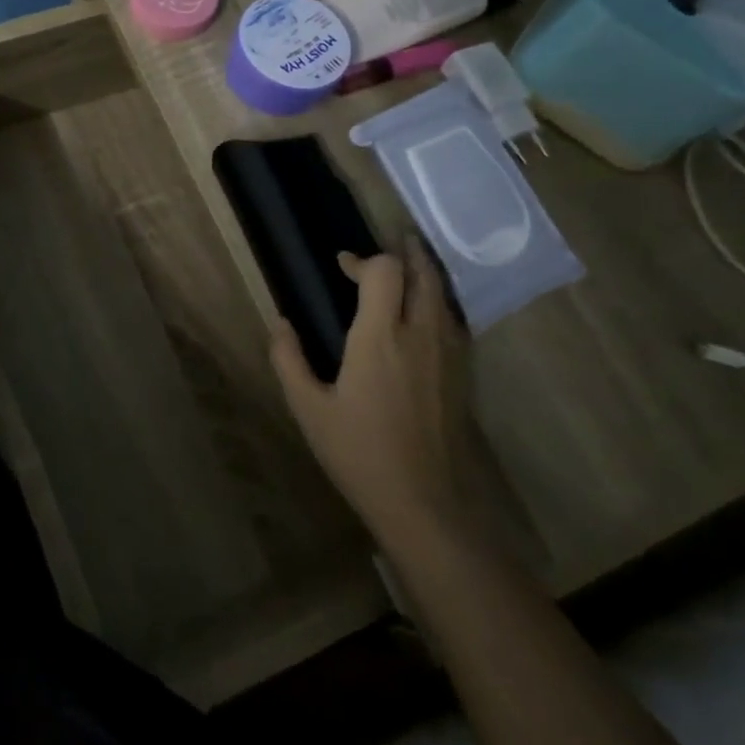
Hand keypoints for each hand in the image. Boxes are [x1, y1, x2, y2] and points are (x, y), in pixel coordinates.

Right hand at [270, 237, 487, 556]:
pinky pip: (454, 320)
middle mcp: (421, 336)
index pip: (385, 272)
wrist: (424, 504)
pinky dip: (439, 301)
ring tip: (410, 265)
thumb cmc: (359, 453)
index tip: (343, 266)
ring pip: (444, 295)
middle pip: (423, 274)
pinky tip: (427, 312)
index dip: (363, 260)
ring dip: (426, 274)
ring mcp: (449, 355)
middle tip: (393, 239)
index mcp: (380, 338)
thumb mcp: (308, 408)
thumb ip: (289, 360)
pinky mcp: (463, 375)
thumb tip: (281, 323)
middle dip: (407, 252)